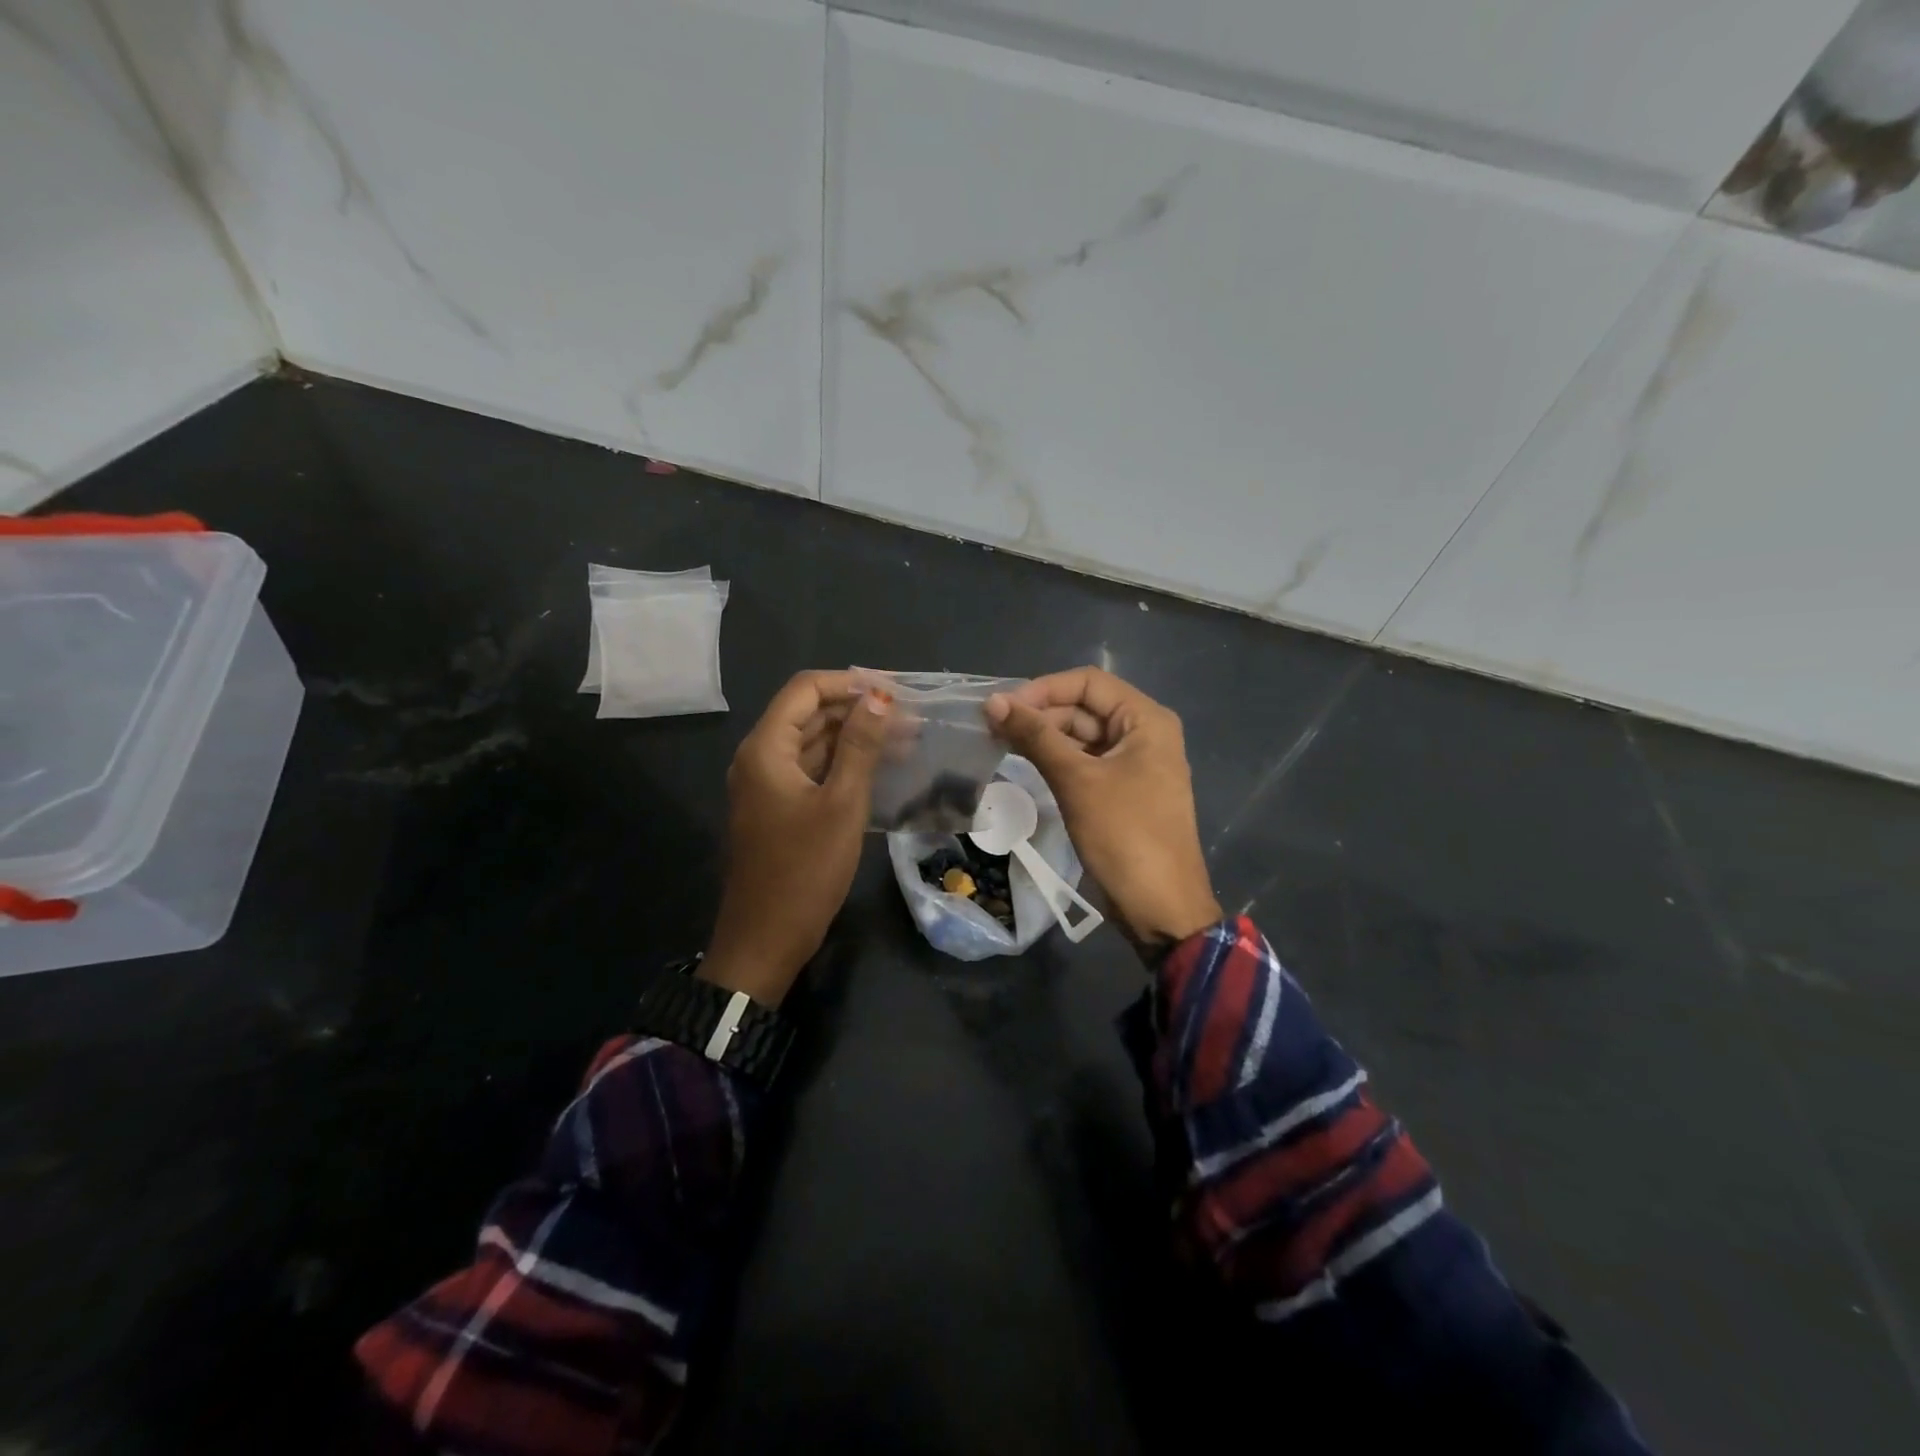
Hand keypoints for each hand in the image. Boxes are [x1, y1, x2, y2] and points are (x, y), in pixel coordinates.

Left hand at [701, 671, 891, 1004]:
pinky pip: (813, 771)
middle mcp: (760, 757)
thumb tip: (878, 697)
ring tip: (907, 739)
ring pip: (814, 743)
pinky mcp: (779, 808)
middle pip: (809, 714)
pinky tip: (882, 768)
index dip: (849, 682)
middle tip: (910, 717)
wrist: (766, 939)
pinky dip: (844, 764)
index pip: (805, 690)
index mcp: (766, 748)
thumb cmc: (805, 870)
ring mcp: (768, 784)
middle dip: (858, 709)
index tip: (895, 690)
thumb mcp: (842, 804)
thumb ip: (860, 746)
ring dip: (855, 737)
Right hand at [987, 667, 1220, 948]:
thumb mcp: (1077, 781)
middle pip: (1084, 707)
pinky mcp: (1121, 791)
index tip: (1004, 707)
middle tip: (993, 727)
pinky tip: (1024, 763)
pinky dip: (1056, 760)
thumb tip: (993, 702)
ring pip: (1081, 736)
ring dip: (1044, 737)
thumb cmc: (1124, 835)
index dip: (1044, 689)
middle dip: (1040, 714)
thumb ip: (1036, 737)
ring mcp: (1133, 764)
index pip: (1089, 682)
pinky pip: (1085, 763)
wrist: (1160, 907)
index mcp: (1146, 720)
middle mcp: (1143, 734)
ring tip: (999, 743)